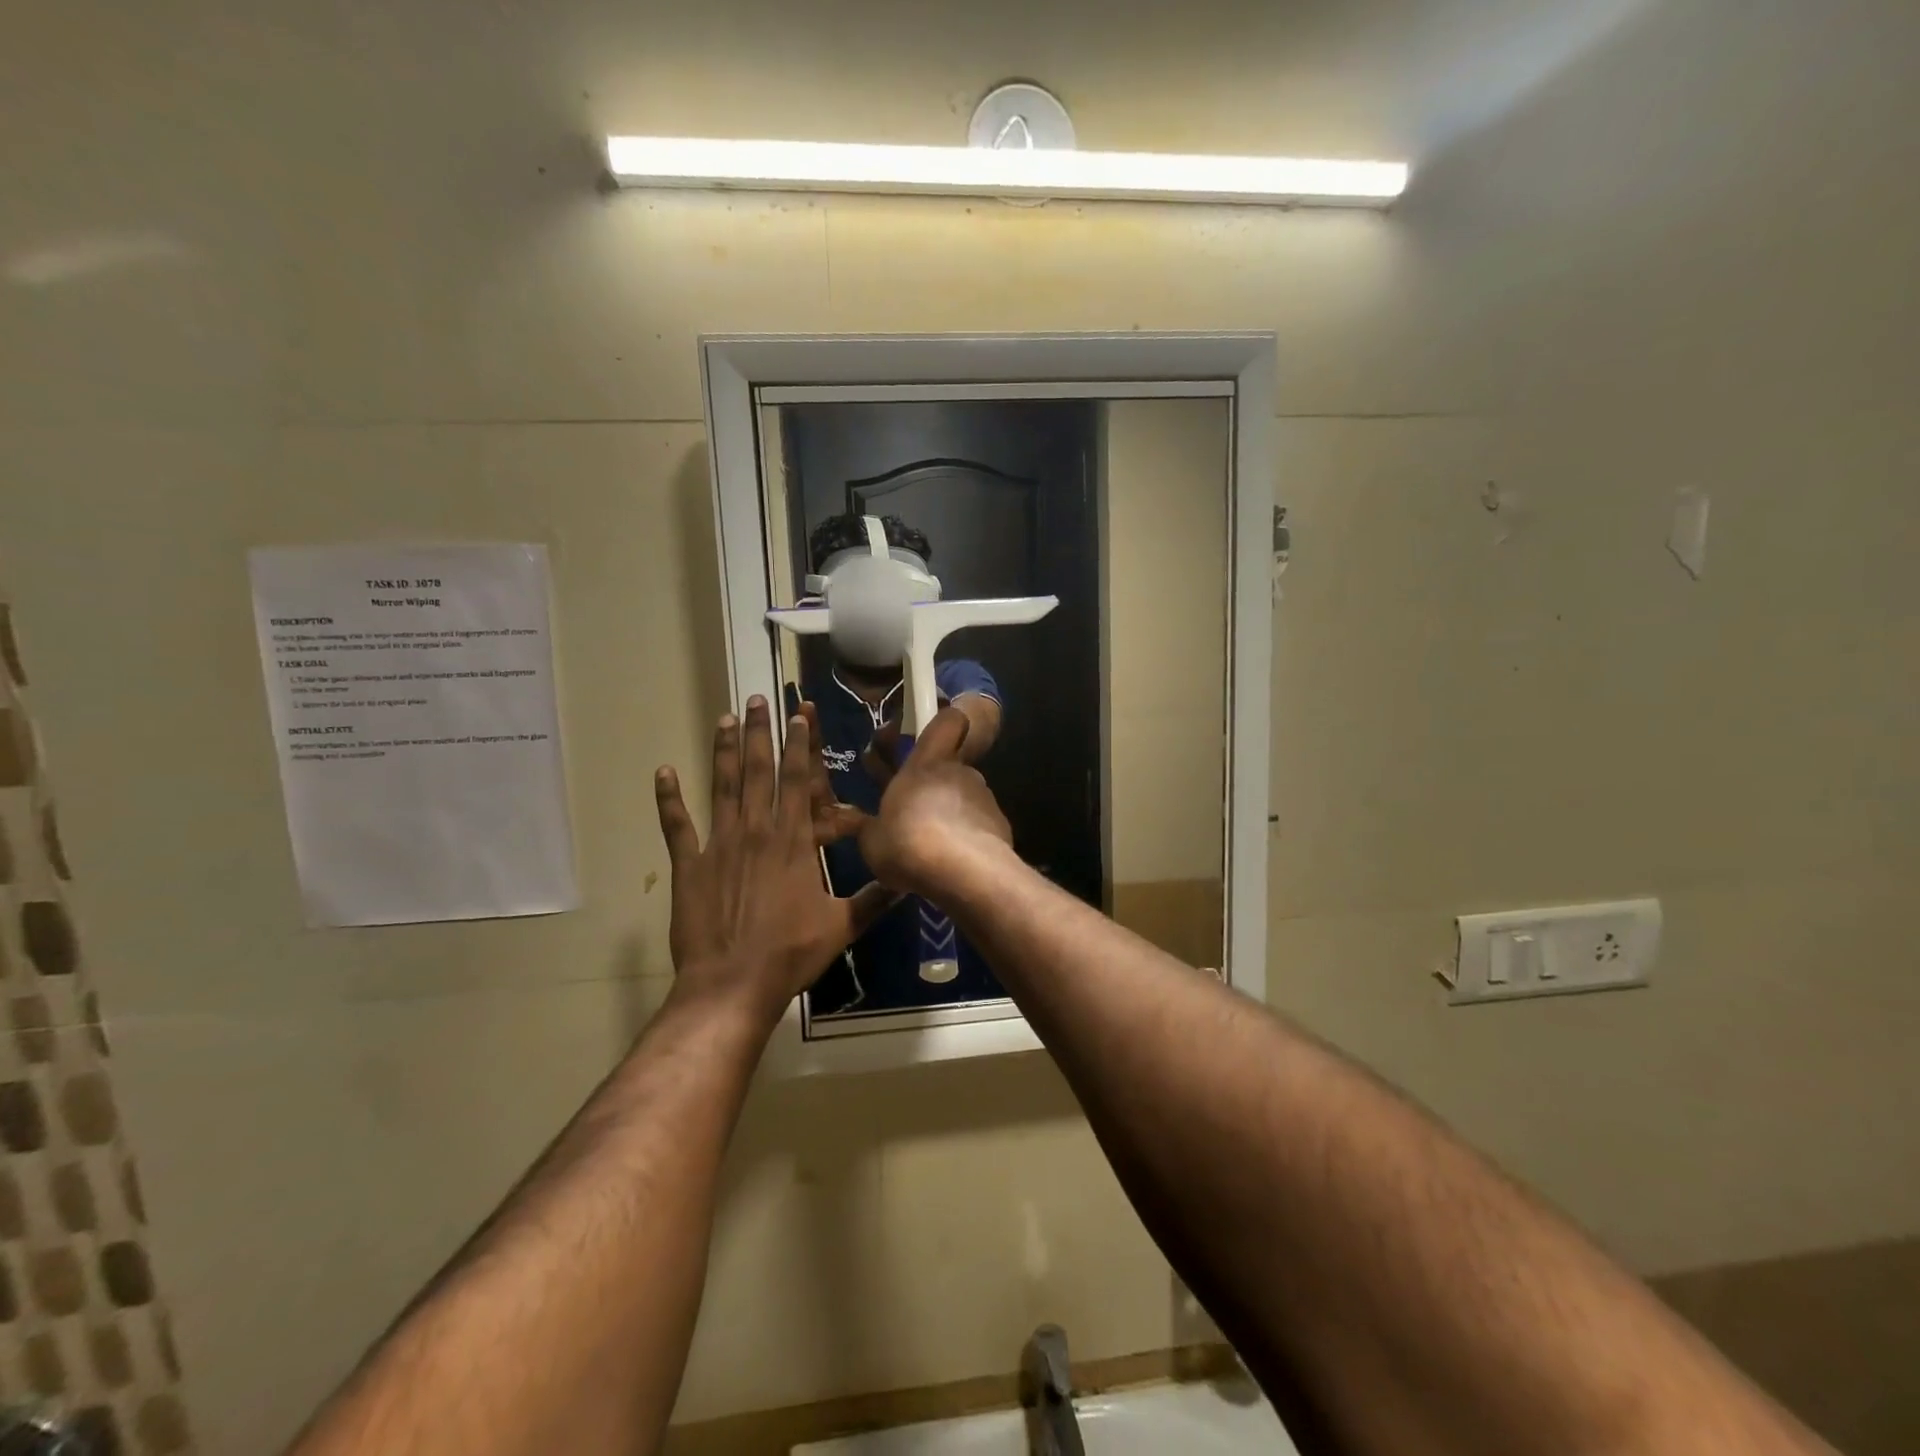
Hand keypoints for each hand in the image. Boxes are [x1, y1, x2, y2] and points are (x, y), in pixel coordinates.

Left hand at [655, 698, 893, 1020]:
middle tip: (757, 700)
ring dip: (722, 751)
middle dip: (760, 733)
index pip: (799, 781)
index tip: (798, 715)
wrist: (732, 984)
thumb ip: (874, 899)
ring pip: (721, 787)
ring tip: (724, 718)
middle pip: (758, 772)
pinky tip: (663, 772)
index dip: (799, 745)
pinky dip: (669, 798)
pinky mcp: (689, 865)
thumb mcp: (842, 926)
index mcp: (793, 841)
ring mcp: (719, 845)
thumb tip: (908, 881)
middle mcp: (756, 831)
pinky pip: (676, 826)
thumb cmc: (791, 953)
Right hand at [859, 705, 1014, 897]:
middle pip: (950, 768)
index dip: (942, 724)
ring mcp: (985, 798)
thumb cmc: (907, 842)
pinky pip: (980, 826)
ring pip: (965, 799)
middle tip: (915, 816)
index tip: (929, 737)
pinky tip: (954, 865)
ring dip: (951, 816)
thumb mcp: (872, 840)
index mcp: (926, 763)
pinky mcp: (1001, 827)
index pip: (947, 722)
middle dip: (935, 787)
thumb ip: (870, 827)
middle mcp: (960, 772)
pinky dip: (968, 840)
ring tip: (933, 849)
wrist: (964, 873)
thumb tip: (863, 825)